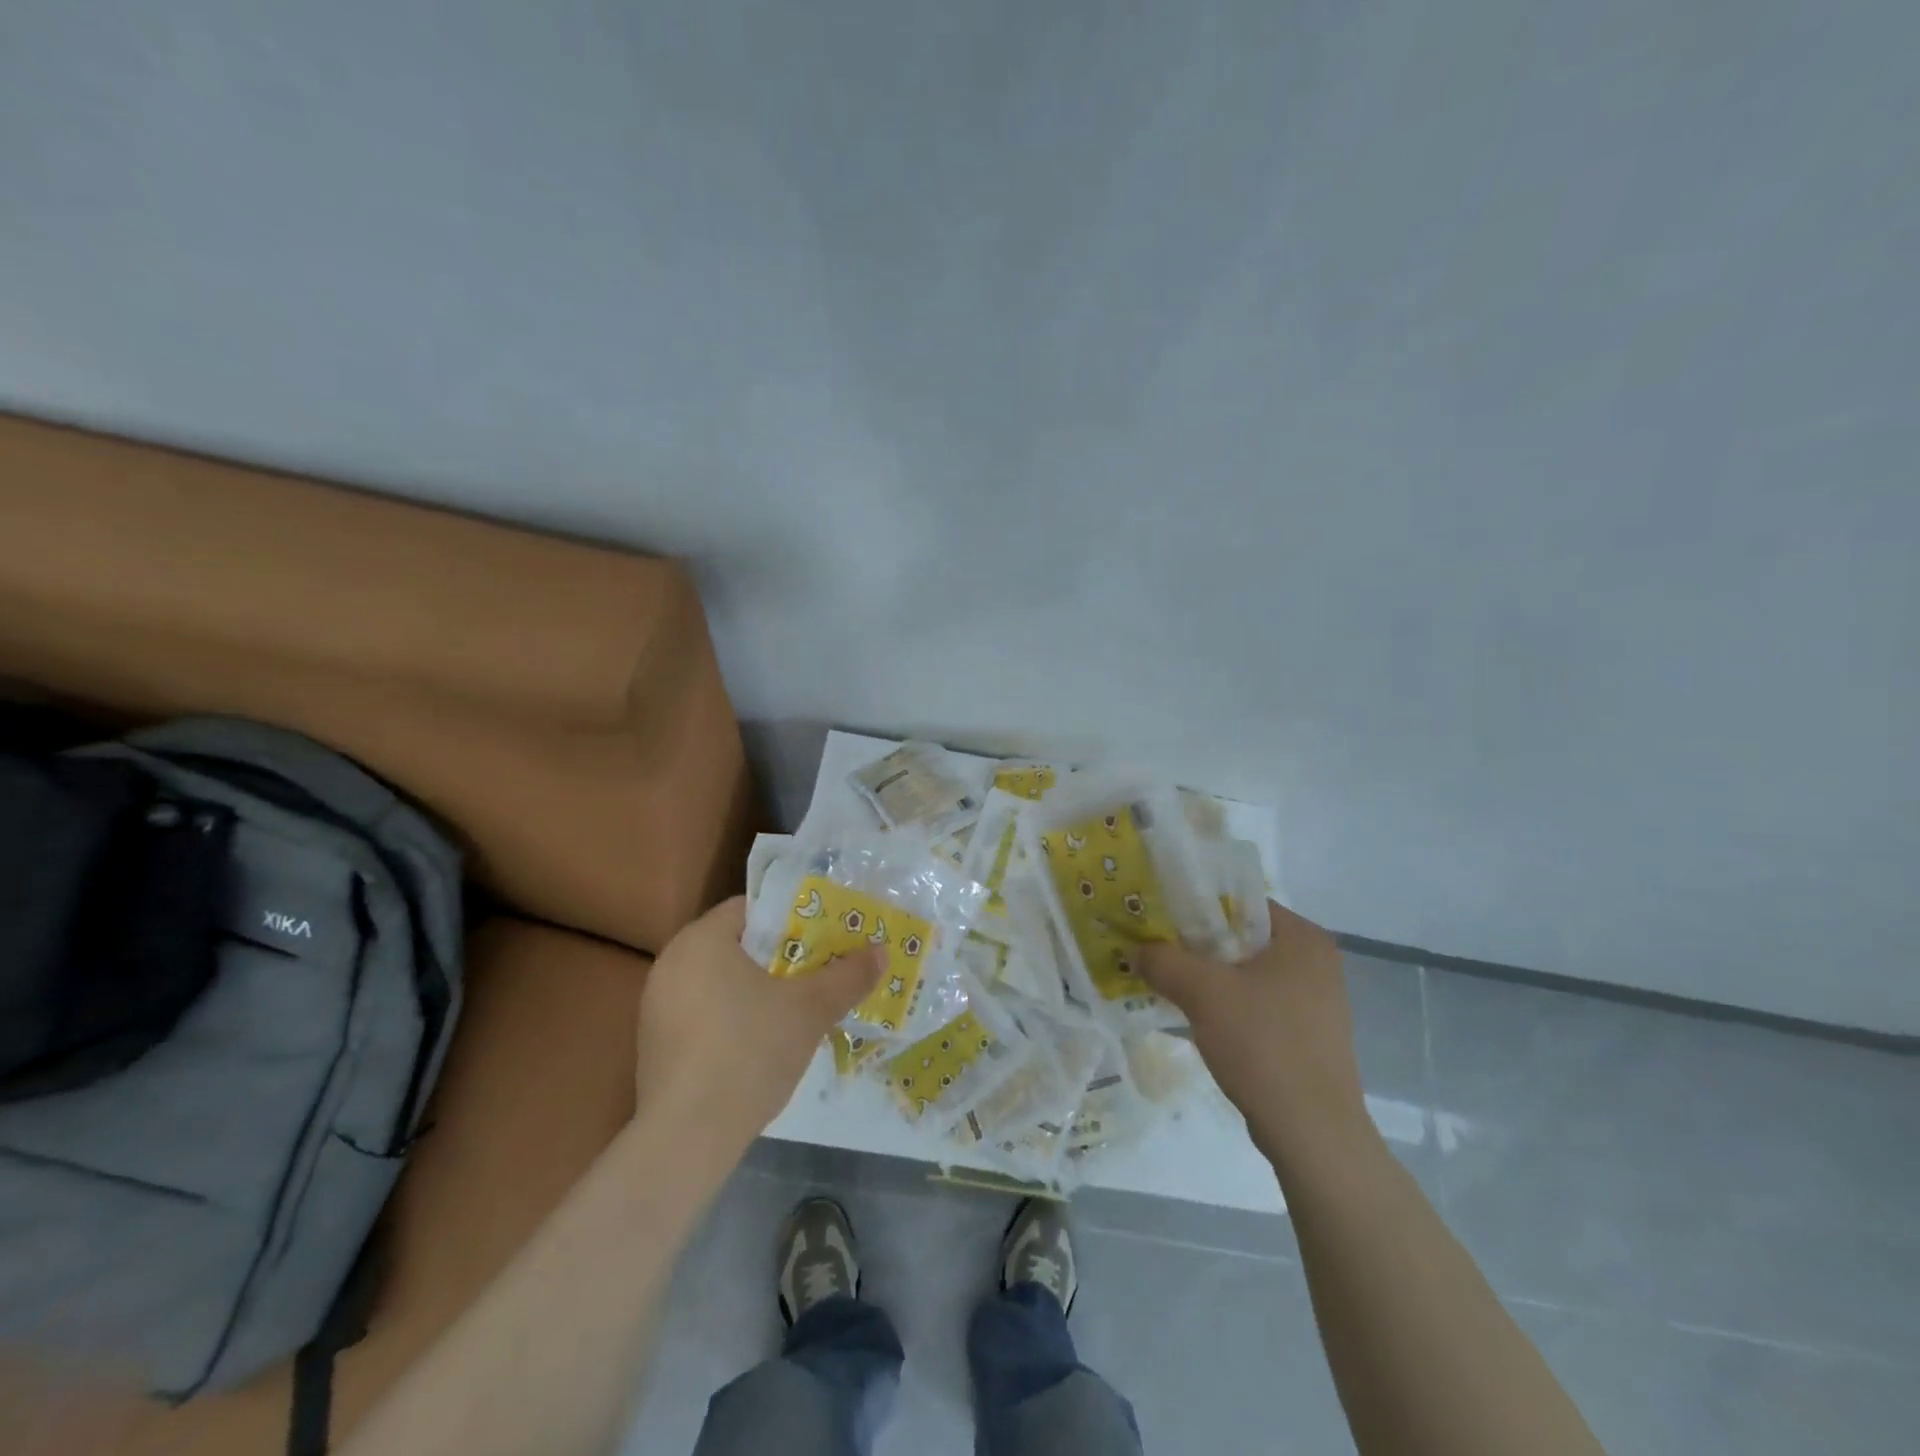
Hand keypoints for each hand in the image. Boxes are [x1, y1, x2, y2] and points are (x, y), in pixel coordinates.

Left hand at [634, 896, 882, 1148]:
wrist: (687, 1137)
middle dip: (780, 956)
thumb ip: (847, 976)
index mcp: (701, 940)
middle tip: (819, 969)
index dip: (792, 918)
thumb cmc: (749, 1051)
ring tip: (798, 1006)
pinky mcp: (655, 1043)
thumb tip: (881, 951)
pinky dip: (733, 1017)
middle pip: (736, 944)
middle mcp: (671, 962)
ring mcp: (657, 1005)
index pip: (751, 909)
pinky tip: (761, 1043)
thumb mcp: (810, 1010)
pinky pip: (703, 1012)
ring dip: (757, 989)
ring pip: (720, 981)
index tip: (823, 936)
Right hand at [1139, 901, 1372, 1168]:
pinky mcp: (1308, 1035)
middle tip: (1155, 948)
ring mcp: (1316, 1001)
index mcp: (1303, 938)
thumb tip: (1134, 950)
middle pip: (1242, 938)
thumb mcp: (1202, 993)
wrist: (1312, 1132)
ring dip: (1209, 977)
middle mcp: (1316, 962)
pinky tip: (1197, 1018)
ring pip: (1247, 973)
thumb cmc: (1263, 1044)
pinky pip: (1257, 1003)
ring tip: (1167, 981)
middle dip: (1197, 944)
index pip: (1240, 902)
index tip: (1158, 917)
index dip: (1195, 906)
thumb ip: (1163, 961)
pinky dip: (1227, 1005)